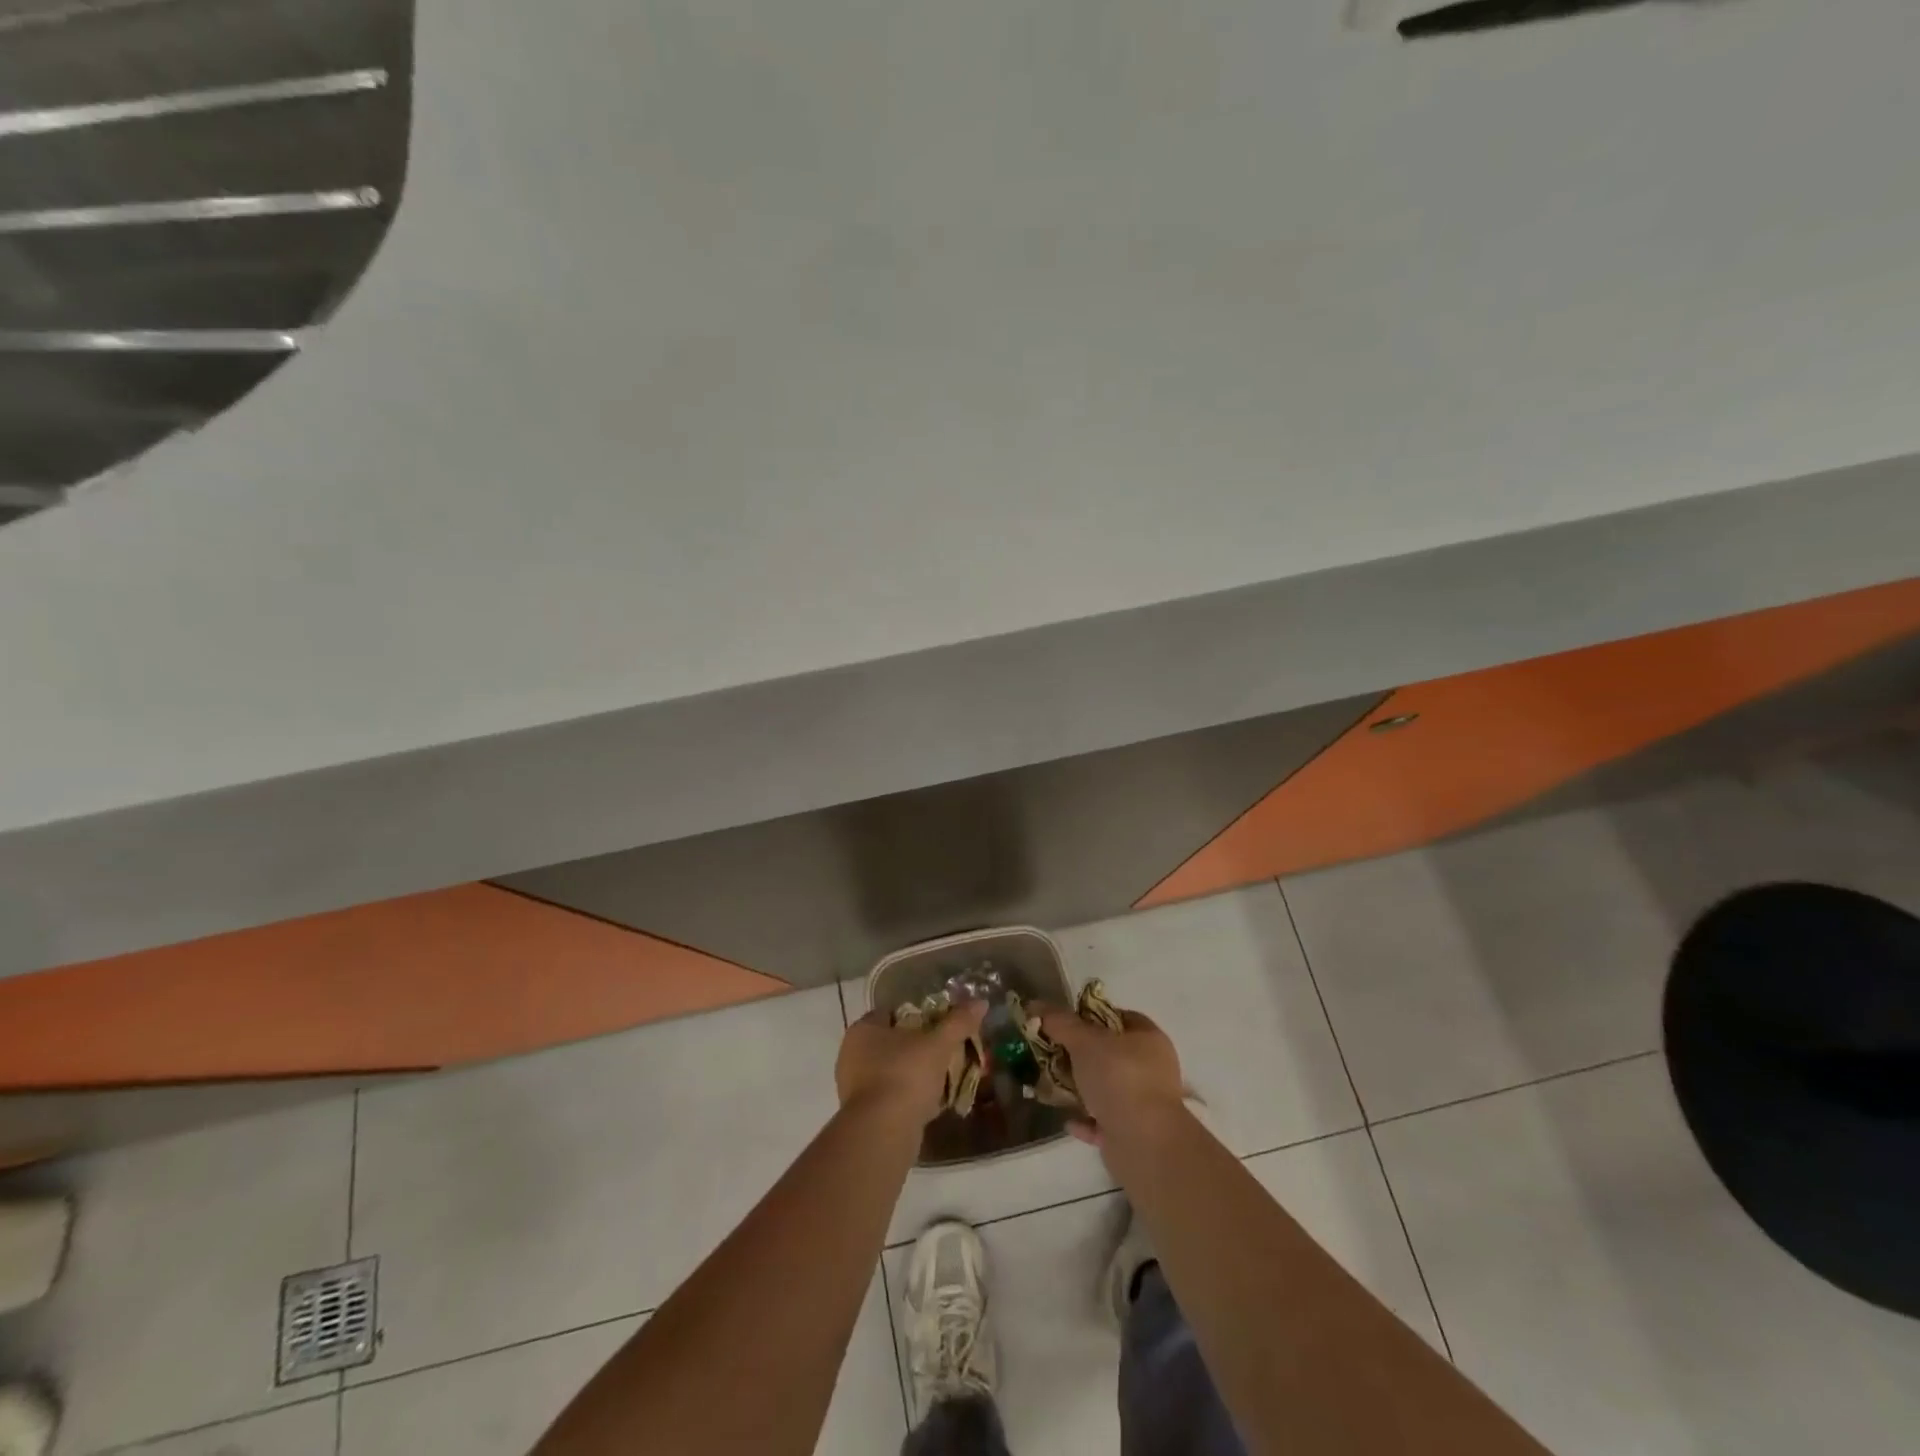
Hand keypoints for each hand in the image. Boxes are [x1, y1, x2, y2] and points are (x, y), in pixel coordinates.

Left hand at [835, 1000, 986, 1124]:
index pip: (892, 1012)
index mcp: (863, 1029)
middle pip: (892, 1042)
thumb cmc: (906, 1075)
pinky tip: (930, 1104)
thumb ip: (958, 1022)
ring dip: (914, 1074)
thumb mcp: (938, 1044)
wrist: (882, 1132)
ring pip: (891, 1071)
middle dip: (918, 1047)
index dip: (918, 1016)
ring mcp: (853, 1086)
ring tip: (942, 1079)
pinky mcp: (861, 1114)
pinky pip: (890, 1096)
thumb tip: (980, 1002)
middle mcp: (852, 1053)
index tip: (940, 1026)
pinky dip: (908, 1098)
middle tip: (945, 1052)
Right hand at [1036, 1002, 1183, 1145]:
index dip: (1092, 1016)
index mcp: (1149, 1039)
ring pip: (1106, 1088)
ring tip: (1051, 1086)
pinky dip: (1086, 1119)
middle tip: (1052, 1052)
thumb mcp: (1084, 1041)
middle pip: (1110, 1053)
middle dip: (1080, 1054)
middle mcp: (1152, 1068)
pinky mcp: (1134, 1133)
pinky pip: (1104, 1120)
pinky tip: (1067, 1120)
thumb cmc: (1119, 1078)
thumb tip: (1034, 1004)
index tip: (1065, 1022)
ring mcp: (1145, 1103)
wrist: (1143, 1143)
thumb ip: (1060, 1022)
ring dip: (1080, 1088)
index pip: (1120, 1017)